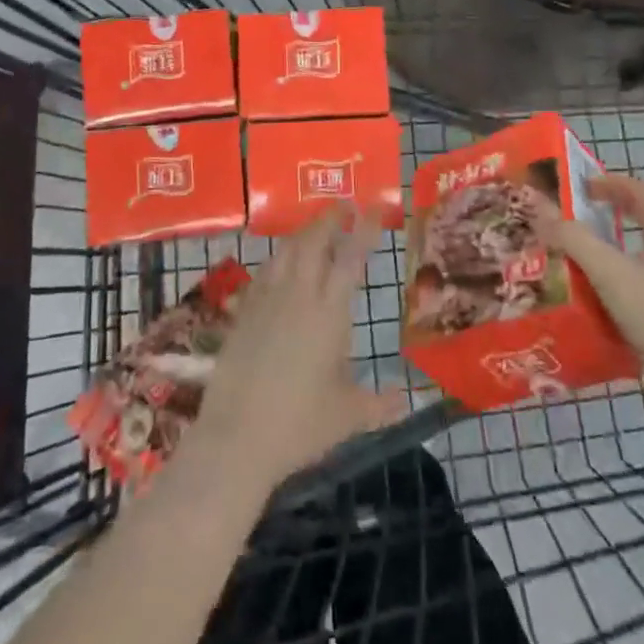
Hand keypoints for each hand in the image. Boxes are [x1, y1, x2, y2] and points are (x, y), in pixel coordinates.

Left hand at [187, 208, 402, 494]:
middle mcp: (298, 295)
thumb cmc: (300, 425)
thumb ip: (380, 404)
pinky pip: (264, 271)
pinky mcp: (242, 312)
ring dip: (303, 232)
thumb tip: (407, 401)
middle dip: (330, 218)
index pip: (351, 258)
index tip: (373, 208)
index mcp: (330, 313)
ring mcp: (266, 300)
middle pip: (313, 241)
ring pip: (285, 250)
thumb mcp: (348, 416)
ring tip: (315, 228)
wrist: (236, 437)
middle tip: (344, 206)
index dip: (364, 230)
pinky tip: (281, 265)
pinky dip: (278, 258)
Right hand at [530, 174, 643, 385]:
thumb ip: (574, 240)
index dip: (611, 182)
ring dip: (623, 237)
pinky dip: (631, 264)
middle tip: (584, 211)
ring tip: (592, 248)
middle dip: (616, 207)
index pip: (641, 190)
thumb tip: (541, 210)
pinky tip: (613, 287)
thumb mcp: (610, 274)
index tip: (582, 186)